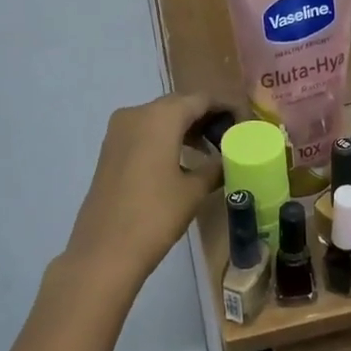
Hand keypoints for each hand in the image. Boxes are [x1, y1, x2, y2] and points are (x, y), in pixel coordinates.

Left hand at [63, 93, 222, 290]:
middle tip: (232, 135)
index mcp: (160, 117)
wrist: (104, 251)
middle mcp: (136, 114)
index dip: (226, 106)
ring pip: (160, 118)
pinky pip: (145, 132)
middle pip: (179, 104)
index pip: (201, 98)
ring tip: (212, 149)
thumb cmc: (155, 215)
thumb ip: (216, 167)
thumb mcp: (194, 190)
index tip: (246, 121)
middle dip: (206, 116)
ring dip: (186, 128)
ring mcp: (119, 131)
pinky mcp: (110, 149)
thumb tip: (231, 159)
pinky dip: (166, 138)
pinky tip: (184, 160)